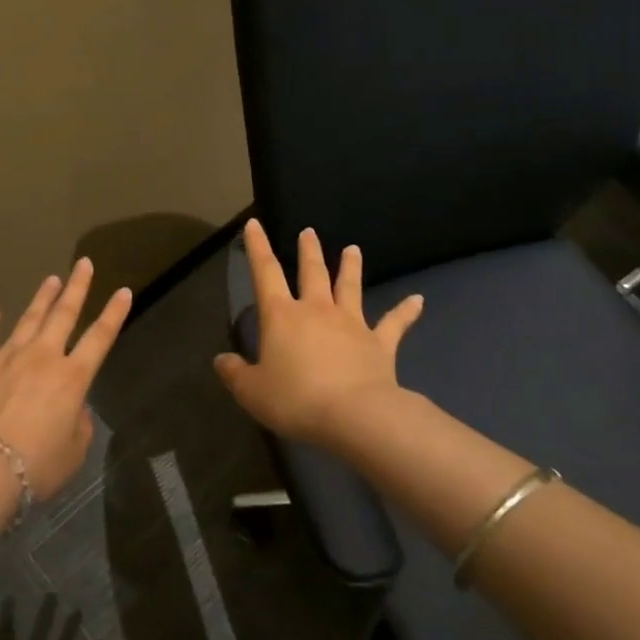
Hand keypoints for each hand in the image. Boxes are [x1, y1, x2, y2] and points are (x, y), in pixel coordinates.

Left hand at [0, 258, 131, 498]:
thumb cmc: (36, 466)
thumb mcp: (74, 452)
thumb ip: (79, 424)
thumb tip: (72, 408)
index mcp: (72, 378)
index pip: (100, 337)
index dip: (114, 313)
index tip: (124, 290)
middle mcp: (42, 357)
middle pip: (64, 314)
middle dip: (77, 287)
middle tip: (84, 263)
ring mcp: (7, 357)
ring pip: (28, 319)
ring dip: (42, 298)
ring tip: (51, 279)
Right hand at [213, 220, 423, 448]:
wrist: (355, 415)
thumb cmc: (296, 399)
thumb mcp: (252, 391)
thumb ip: (235, 374)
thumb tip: (221, 360)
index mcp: (282, 316)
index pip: (265, 273)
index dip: (257, 247)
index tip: (254, 224)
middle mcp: (317, 310)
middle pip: (312, 273)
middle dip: (308, 251)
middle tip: (309, 232)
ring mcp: (351, 324)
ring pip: (350, 287)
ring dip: (350, 268)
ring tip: (353, 249)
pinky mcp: (380, 344)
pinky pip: (394, 323)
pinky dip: (406, 311)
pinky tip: (419, 300)